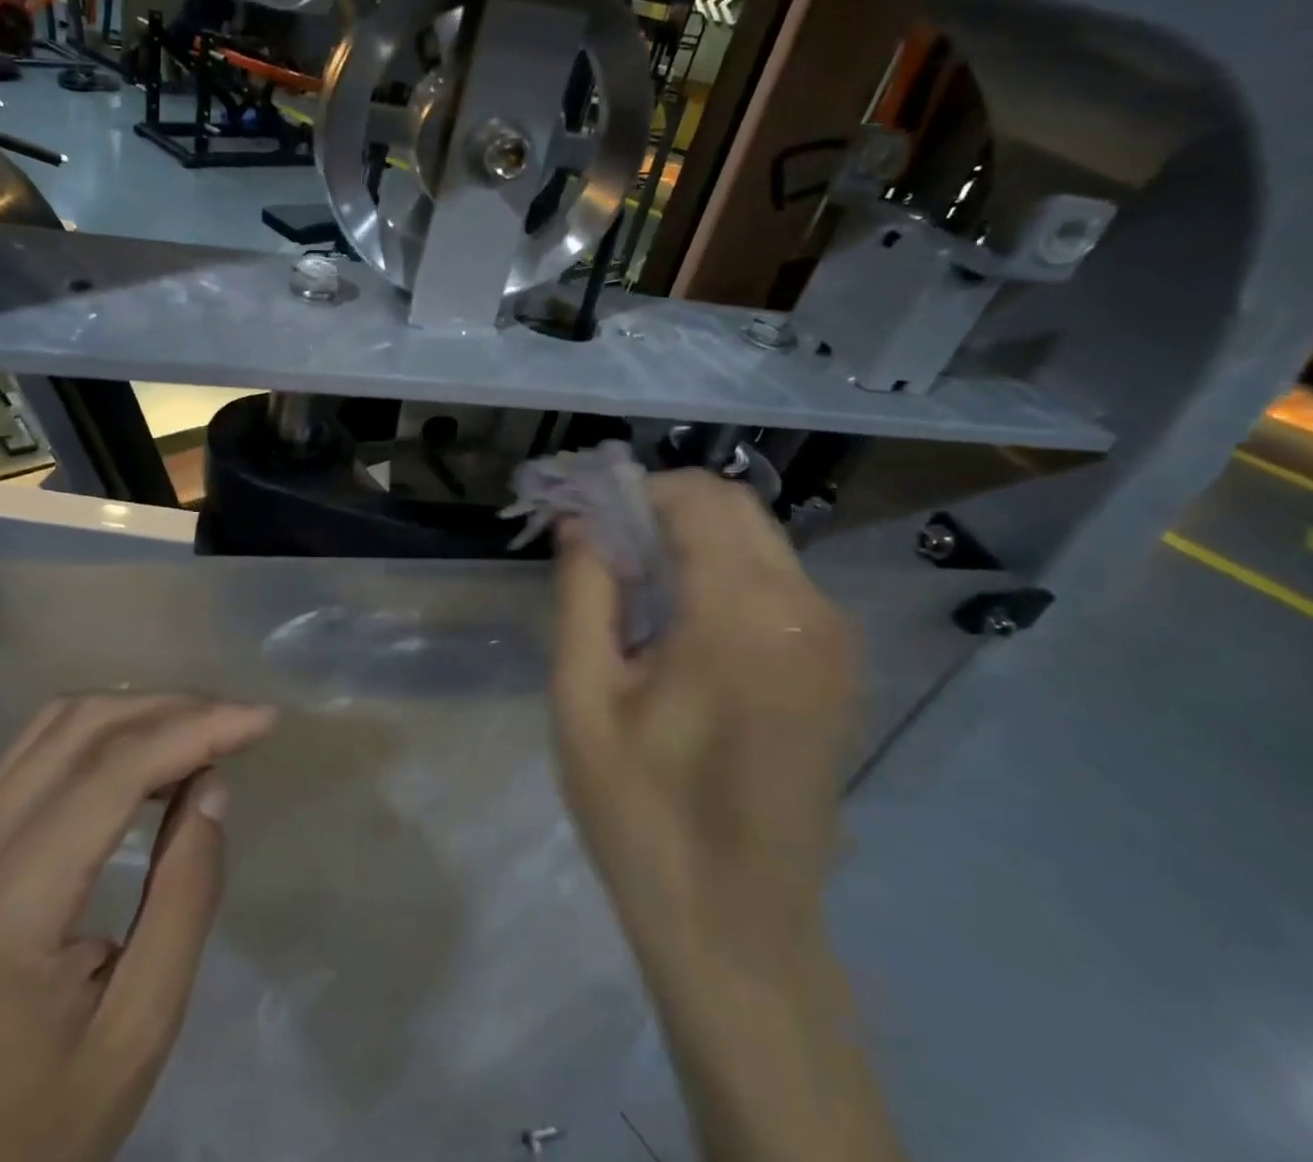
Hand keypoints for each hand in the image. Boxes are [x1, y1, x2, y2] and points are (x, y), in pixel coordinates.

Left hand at [0, 694, 278, 1161]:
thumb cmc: (42, 1129)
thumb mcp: (140, 1029)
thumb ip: (185, 896)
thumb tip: (211, 785)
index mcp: (8, 907)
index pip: (113, 771)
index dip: (196, 728)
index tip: (263, 721)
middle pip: (80, 728)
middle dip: (171, 708)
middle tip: (239, 722)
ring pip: (53, 726)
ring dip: (135, 711)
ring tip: (202, 729)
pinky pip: (33, 754)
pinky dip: (99, 733)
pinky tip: (143, 753)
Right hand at [550, 468, 857, 964]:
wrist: (737, 927)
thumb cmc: (642, 810)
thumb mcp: (584, 695)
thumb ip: (584, 591)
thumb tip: (579, 521)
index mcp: (743, 613)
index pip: (693, 497)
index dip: (631, 491)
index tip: (583, 518)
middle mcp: (806, 609)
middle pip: (733, 507)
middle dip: (661, 507)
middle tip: (601, 546)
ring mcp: (835, 641)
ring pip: (758, 540)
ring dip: (692, 539)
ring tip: (632, 587)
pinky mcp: (838, 670)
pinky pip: (778, 583)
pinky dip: (725, 572)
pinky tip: (679, 624)